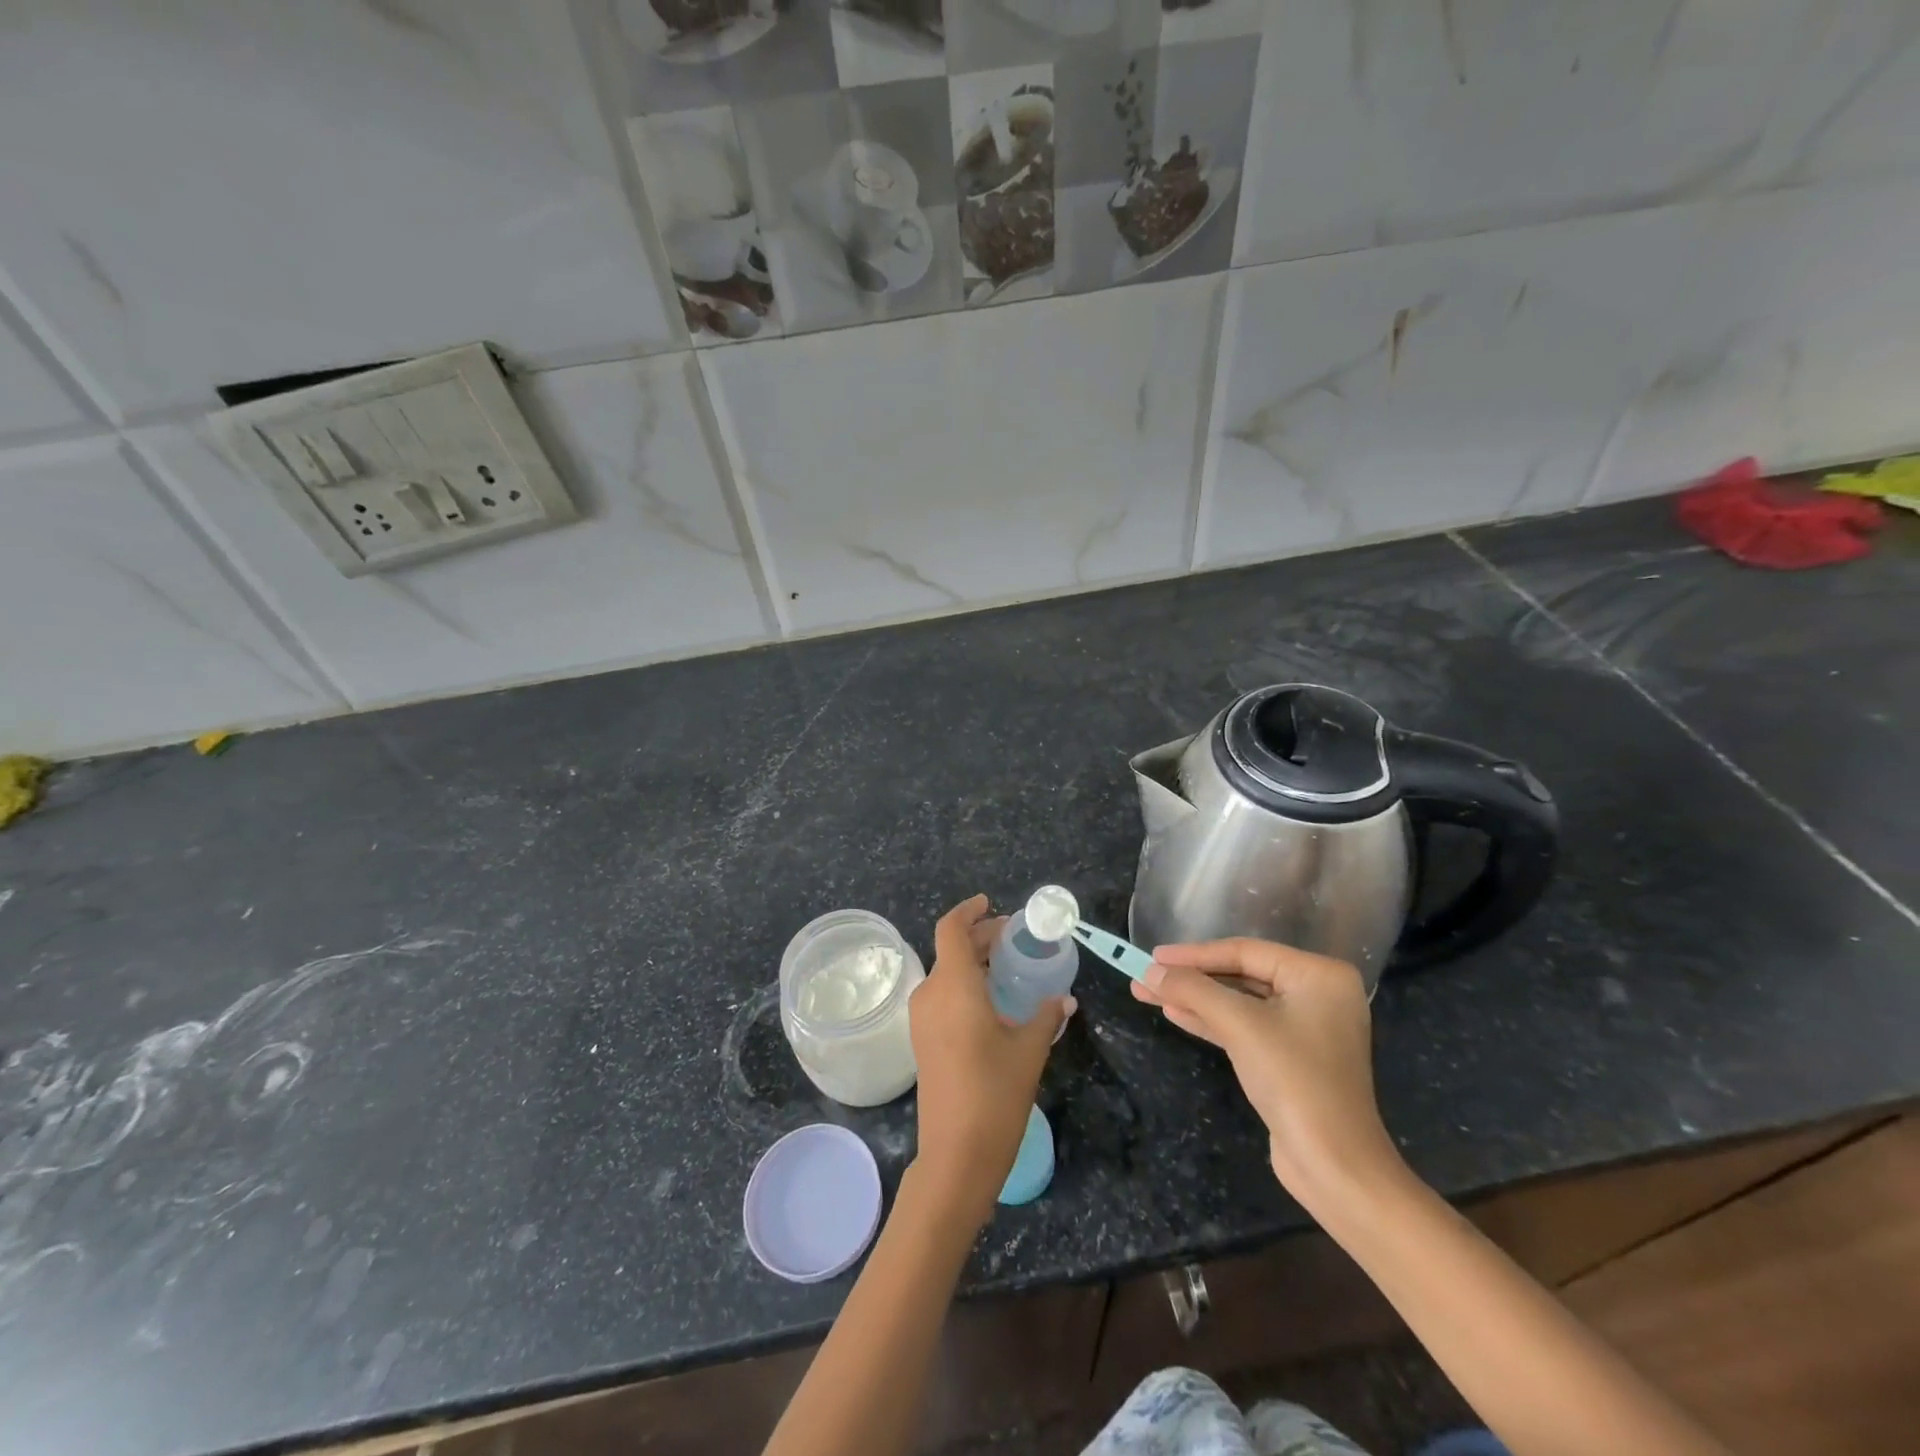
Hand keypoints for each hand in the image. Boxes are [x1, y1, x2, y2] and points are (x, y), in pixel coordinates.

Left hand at [908, 895, 1072, 1225]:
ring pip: (946, 974)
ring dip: (973, 964)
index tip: (990, 903)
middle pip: (952, 950)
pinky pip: (942, 997)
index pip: (951, 929)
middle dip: (981, 938)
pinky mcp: (922, 1040)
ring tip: (1008, 969)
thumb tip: (1065, 999)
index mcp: (953, 985)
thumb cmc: (994, 1093)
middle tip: (1014, 940)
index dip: (969, 911)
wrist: (955, 1155)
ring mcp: (922, 1019)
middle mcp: (930, 994)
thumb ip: (1046, 1015)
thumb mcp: (1029, 1049)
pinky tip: (992, 1002)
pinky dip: (965, 986)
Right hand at [1133, 939, 1400, 1205]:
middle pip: (1241, 975)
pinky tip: (1175, 1014)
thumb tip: (1149, 971)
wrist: (1334, 1166)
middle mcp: (1318, 994)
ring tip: (1148, 993)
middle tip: (1145, 975)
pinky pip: (1245, 1027)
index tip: (1152, 956)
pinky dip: (1211, 1021)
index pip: (1245, 952)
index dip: (1194, 954)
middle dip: (1191, 978)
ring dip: (1195, 999)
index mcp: (1319, 975)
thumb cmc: (1294, 1080)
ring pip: (1239, 1002)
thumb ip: (1193, 990)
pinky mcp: (1292, 1058)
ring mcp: (1307, 1028)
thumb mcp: (1240, 1025)